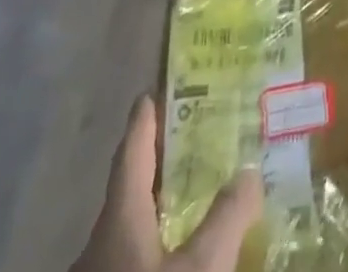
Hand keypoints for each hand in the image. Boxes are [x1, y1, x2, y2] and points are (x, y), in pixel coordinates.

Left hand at [71, 95, 262, 271]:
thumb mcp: (201, 270)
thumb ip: (228, 217)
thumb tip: (249, 171)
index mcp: (118, 222)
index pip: (131, 154)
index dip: (143, 122)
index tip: (149, 92)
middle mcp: (97, 249)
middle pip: (126, 195)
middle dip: (155, 169)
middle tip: (188, 143)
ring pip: (125, 237)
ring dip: (153, 214)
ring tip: (188, 202)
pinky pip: (126, 265)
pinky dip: (150, 252)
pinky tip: (174, 258)